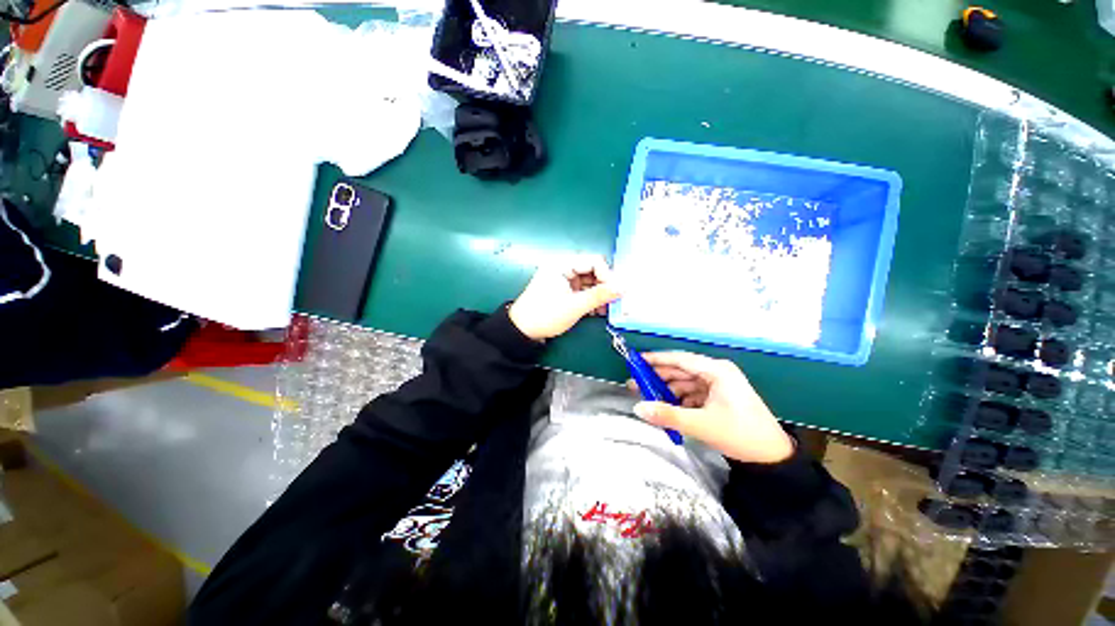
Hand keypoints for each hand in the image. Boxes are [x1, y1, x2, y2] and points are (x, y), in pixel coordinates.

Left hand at [508, 255, 621, 340]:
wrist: (522, 331)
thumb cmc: (546, 315)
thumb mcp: (575, 306)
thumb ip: (601, 295)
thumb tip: (625, 286)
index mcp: (562, 264)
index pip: (594, 261)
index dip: (607, 275)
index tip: (615, 292)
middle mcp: (563, 267)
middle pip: (592, 271)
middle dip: (604, 286)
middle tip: (613, 301)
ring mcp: (562, 279)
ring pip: (588, 282)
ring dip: (598, 294)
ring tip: (605, 309)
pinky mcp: (563, 290)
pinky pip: (581, 290)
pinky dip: (590, 299)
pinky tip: (597, 311)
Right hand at [630, 352, 793, 463]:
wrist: (772, 458)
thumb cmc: (740, 435)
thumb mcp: (701, 425)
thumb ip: (667, 415)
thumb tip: (638, 408)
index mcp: (717, 371)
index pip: (680, 359)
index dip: (656, 359)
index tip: (635, 361)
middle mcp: (717, 372)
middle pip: (681, 370)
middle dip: (658, 377)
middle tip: (635, 384)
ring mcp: (718, 384)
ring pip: (685, 383)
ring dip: (667, 391)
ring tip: (647, 399)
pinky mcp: (719, 396)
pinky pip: (692, 393)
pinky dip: (679, 400)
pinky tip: (667, 408)